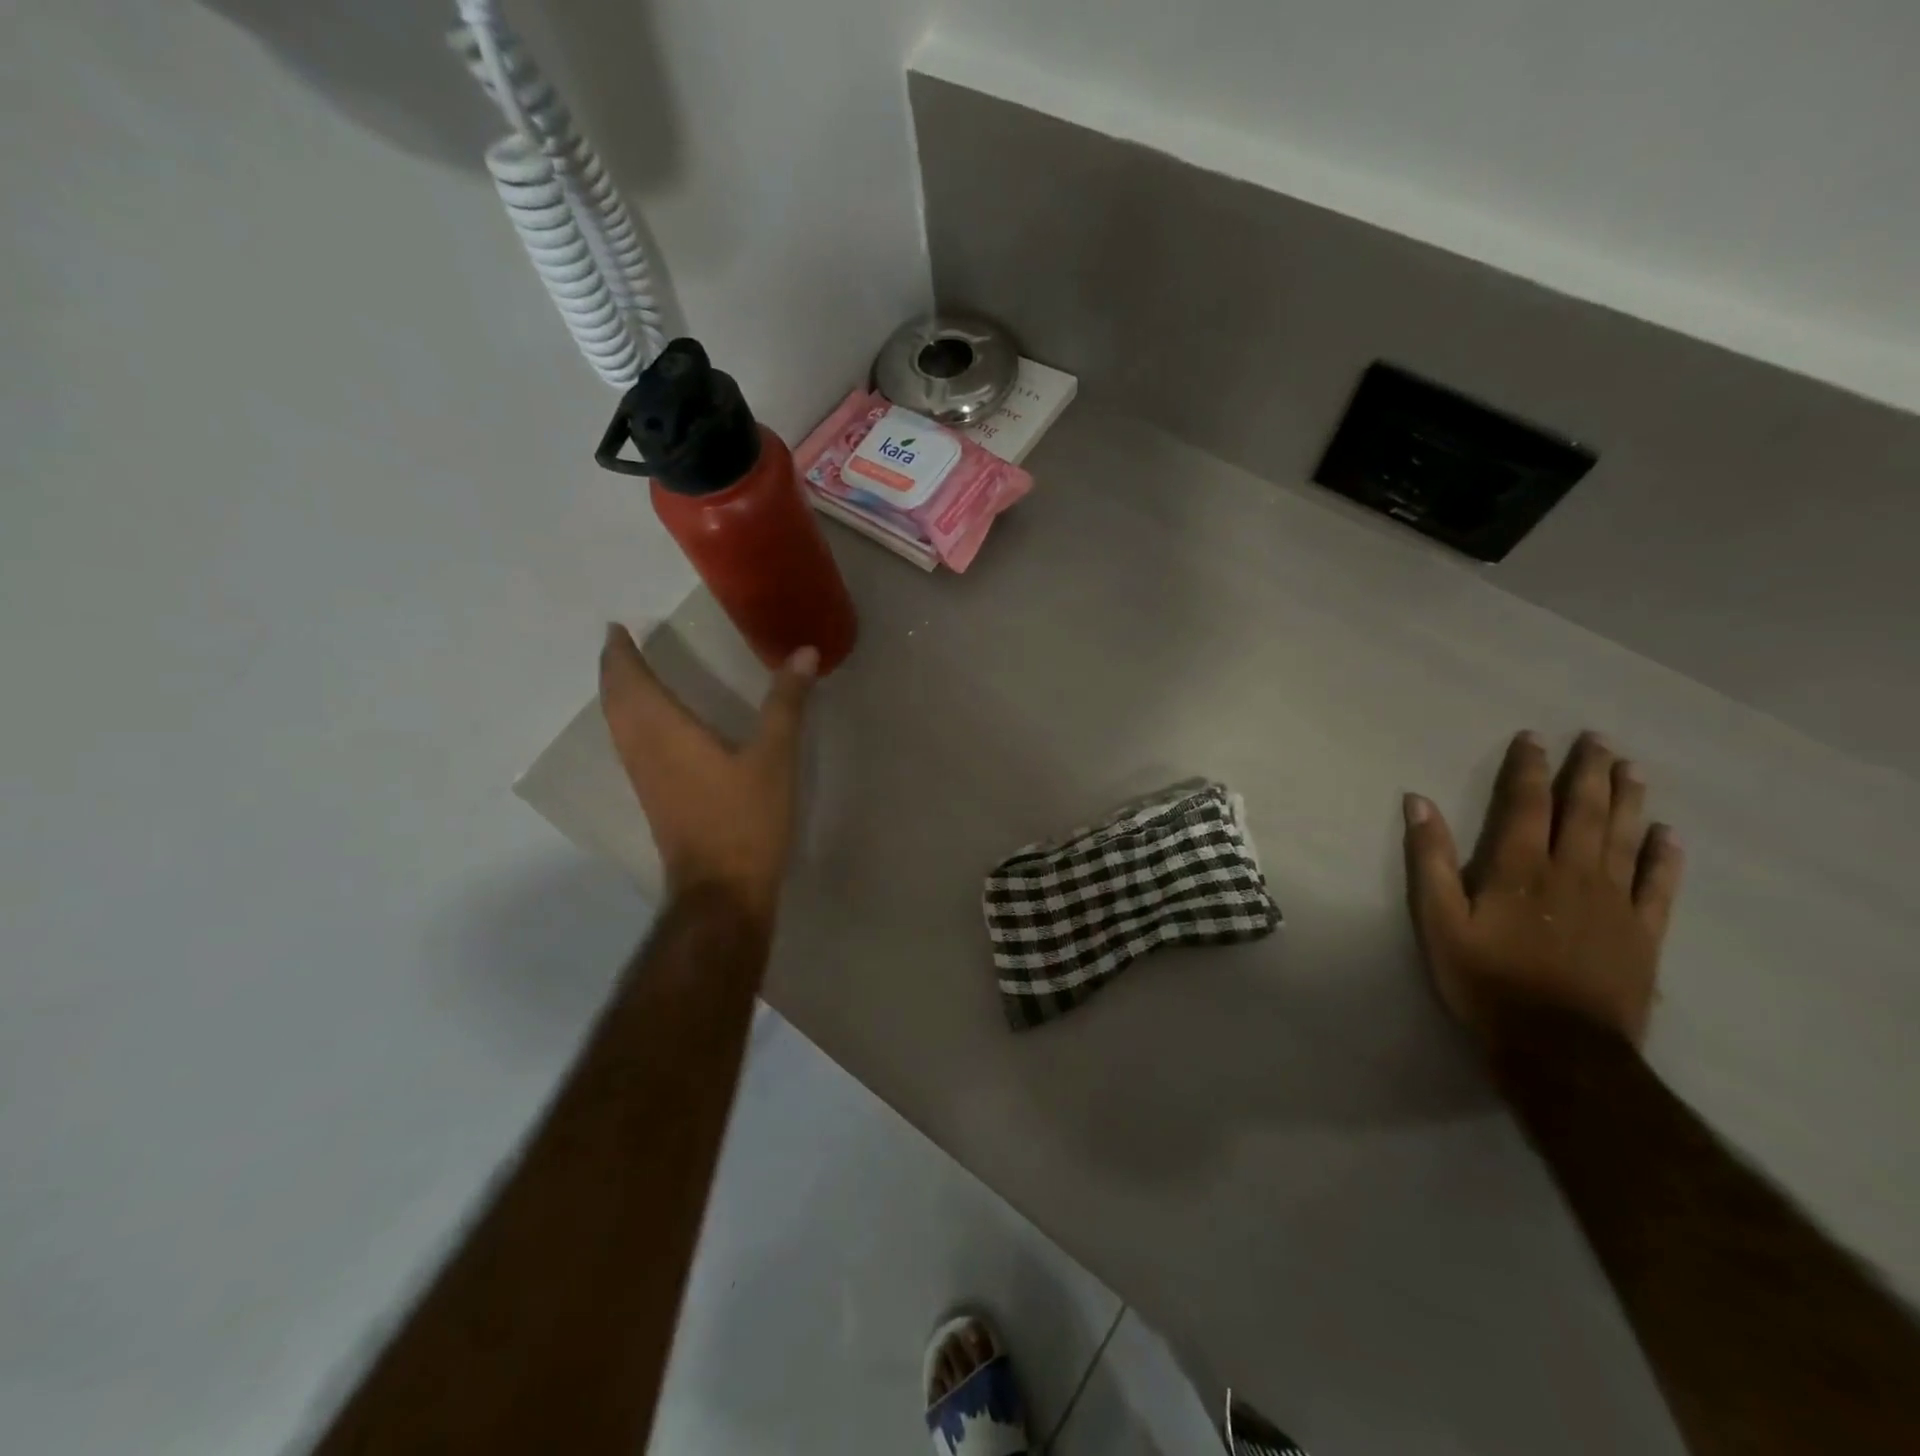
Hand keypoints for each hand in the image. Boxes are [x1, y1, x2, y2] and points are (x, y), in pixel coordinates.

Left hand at [598, 624, 816, 924]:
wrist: (721, 889)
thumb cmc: (746, 820)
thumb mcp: (775, 758)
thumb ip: (786, 704)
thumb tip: (804, 652)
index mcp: (666, 732)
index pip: (631, 681)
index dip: (621, 653)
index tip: (617, 627)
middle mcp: (644, 751)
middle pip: (615, 702)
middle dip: (614, 670)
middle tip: (620, 645)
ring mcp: (645, 779)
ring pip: (617, 726)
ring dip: (618, 696)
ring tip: (629, 676)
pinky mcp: (654, 800)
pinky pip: (629, 747)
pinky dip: (629, 722)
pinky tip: (649, 729)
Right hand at [1403, 731, 1684, 1049]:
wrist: (1558, 1046)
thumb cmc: (1486, 980)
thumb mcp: (1439, 921)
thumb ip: (1430, 859)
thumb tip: (1417, 802)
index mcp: (1520, 868)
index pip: (1526, 805)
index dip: (1529, 768)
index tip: (1534, 738)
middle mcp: (1573, 873)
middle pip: (1584, 812)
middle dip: (1589, 772)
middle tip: (1598, 738)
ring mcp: (1614, 902)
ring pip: (1625, 838)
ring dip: (1629, 800)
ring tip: (1633, 769)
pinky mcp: (1643, 932)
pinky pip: (1659, 886)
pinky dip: (1664, 857)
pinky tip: (1668, 836)